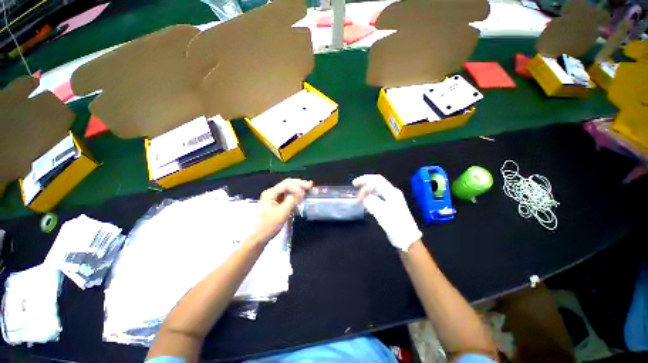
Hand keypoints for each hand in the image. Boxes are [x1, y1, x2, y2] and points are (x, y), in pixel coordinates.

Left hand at [252, 178, 312, 243]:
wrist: (259, 237)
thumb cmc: (270, 225)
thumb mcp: (283, 212)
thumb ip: (293, 200)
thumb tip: (302, 192)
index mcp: (270, 193)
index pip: (286, 184)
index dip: (297, 186)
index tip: (306, 191)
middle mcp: (271, 192)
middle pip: (287, 184)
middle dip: (299, 184)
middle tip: (310, 185)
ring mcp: (273, 197)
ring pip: (287, 189)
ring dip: (297, 189)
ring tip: (308, 188)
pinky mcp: (275, 203)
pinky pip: (286, 196)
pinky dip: (294, 195)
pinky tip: (301, 196)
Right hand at [353, 174, 421, 250]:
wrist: (406, 237)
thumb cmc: (395, 224)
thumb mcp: (380, 211)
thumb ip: (370, 200)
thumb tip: (362, 195)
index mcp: (391, 192)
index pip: (377, 180)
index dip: (364, 179)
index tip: (354, 185)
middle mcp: (392, 193)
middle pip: (377, 183)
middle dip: (365, 184)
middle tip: (355, 187)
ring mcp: (392, 199)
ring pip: (377, 190)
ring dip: (367, 191)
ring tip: (359, 196)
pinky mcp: (391, 205)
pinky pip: (378, 197)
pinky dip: (371, 197)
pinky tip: (366, 202)